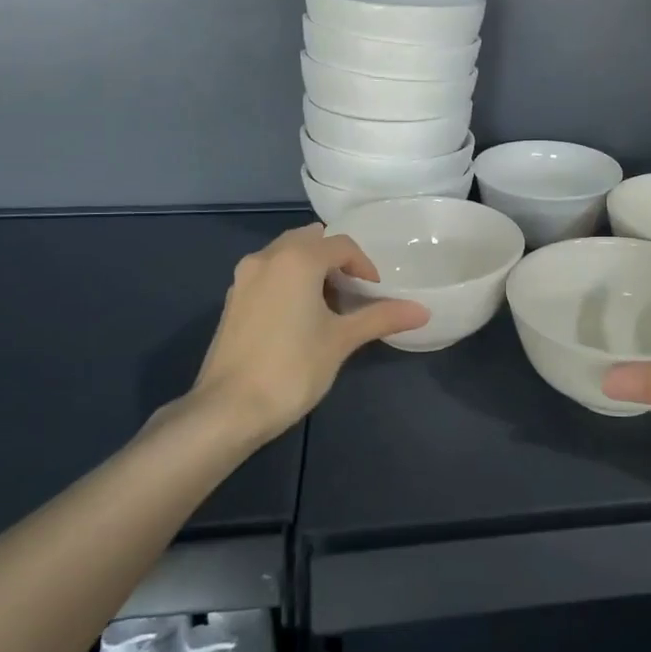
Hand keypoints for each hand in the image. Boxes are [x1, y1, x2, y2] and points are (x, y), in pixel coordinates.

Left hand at [167, 224, 427, 446]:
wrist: (227, 410)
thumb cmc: (291, 368)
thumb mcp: (342, 341)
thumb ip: (381, 318)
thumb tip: (423, 311)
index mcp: (296, 259)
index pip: (341, 245)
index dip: (365, 266)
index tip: (375, 294)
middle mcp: (267, 257)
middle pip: (311, 241)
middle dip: (335, 261)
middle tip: (353, 293)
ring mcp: (244, 278)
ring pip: (286, 255)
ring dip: (311, 270)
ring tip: (329, 306)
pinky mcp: (232, 300)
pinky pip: (269, 274)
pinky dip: (289, 282)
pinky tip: (299, 318)